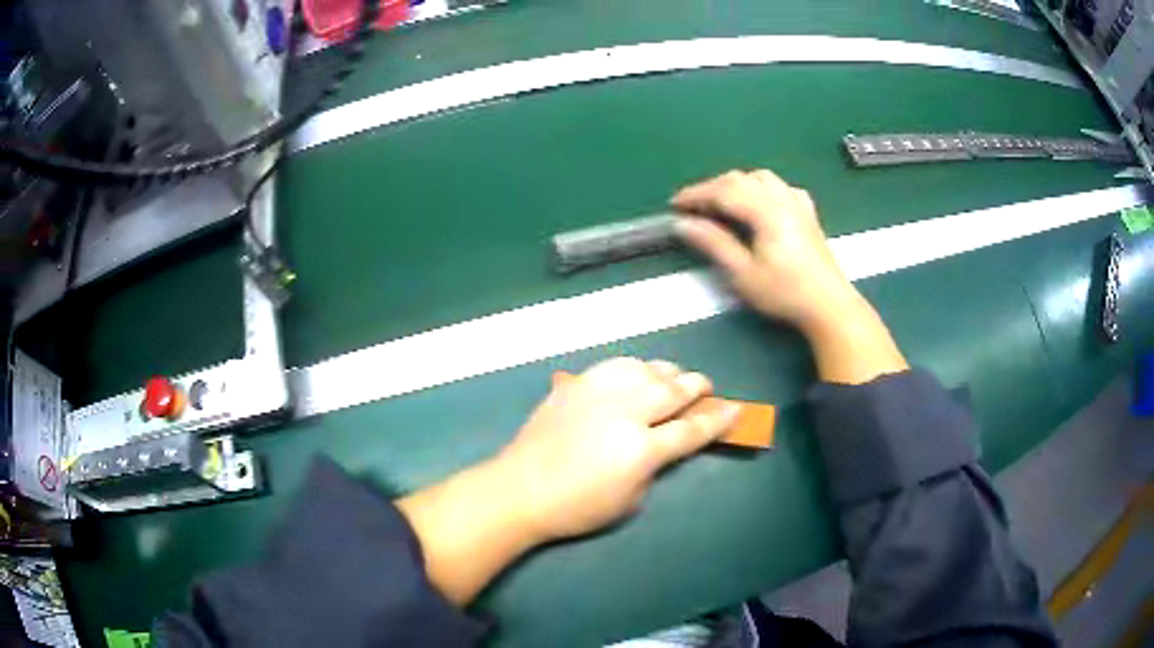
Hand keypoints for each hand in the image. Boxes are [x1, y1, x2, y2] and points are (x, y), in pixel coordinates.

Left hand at [495, 357, 741, 541]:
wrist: (521, 489)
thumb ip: (655, 465)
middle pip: (673, 390)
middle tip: (706, 388)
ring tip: (674, 378)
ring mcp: (598, 393)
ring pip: (646, 370)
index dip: (717, 420)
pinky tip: (637, 373)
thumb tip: (665, 442)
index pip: (691, 429)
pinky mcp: (576, 384)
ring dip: (667, 373)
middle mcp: (625, 413)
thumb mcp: (630, 500)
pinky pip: (615, 366)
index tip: (735, 409)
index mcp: (641, 449)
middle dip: (696, 387)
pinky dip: (634, 368)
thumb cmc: (577, 507)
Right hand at [672, 169, 907, 384]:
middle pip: (741, 179)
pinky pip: (781, 187)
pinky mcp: (807, 213)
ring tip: (722, 202)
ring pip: (761, 177)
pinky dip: (761, 188)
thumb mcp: (743, 273)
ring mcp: (797, 203)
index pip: (723, 191)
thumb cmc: (784, 292)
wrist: (828, 305)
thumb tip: (683, 224)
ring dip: (736, 184)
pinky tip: (760, 202)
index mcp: (765, 210)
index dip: (696, 194)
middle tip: (693, 206)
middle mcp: (782, 198)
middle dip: (712, 187)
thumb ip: (714, 243)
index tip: (674, 204)